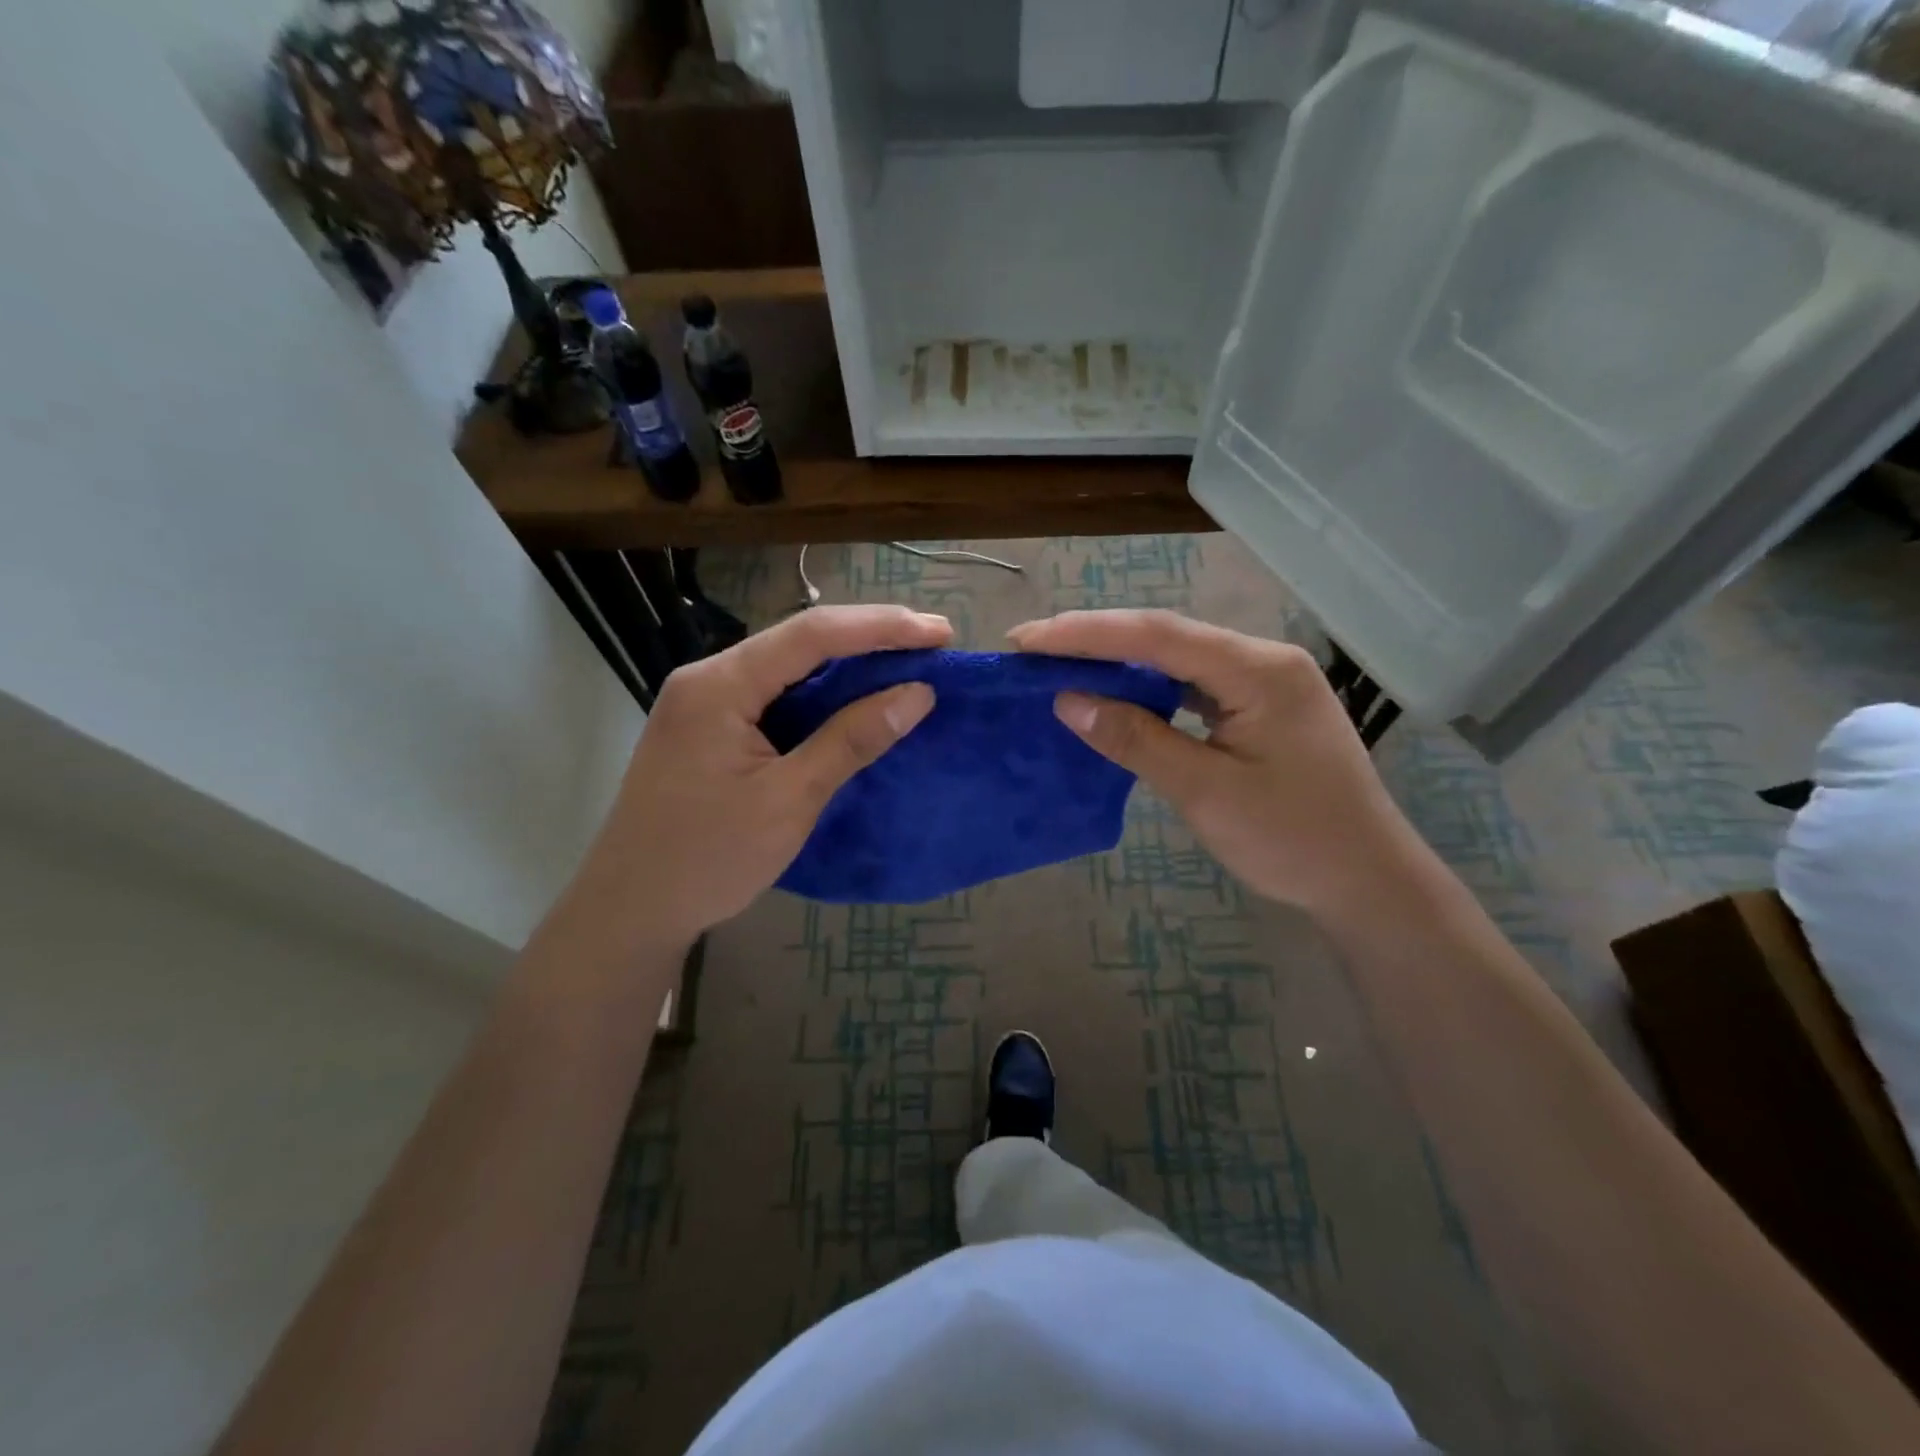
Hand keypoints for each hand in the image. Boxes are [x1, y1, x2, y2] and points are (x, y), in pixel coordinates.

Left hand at [574, 605, 951, 951]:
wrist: (629, 911)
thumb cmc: (707, 859)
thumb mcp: (788, 801)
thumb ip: (851, 740)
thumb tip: (916, 693)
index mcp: (719, 686)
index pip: (812, 635)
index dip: (882, 628)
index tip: (940, 633)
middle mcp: (707, 678)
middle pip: (798, 640)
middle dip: (868, 636)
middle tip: (932, 641)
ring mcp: (704, 702)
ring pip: (786, 665)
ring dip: (846, 663)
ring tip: (905, 661)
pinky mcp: (708, 728)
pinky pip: (773, 693)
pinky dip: (820, 693)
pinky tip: (852, 697)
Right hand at [1007, 609, 1415, 914]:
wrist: (1369, 881)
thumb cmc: (1291, 840)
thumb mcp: (1204, 791)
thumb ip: (1135, 739)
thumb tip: (1068, 701)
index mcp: (1258, 669)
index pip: (1157, 635)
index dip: (1086, 633)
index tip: (1026, 639)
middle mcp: (1263, 660)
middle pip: (1167, 636)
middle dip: (1096, 639)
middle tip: (1030, 646)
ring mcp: (1266, 683)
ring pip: (1179, 658)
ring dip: (1120, 660)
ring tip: (1061, 663)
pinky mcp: (1262, 708)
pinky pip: (1195, 684)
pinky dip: (1149, 687)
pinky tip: (1117, 691)